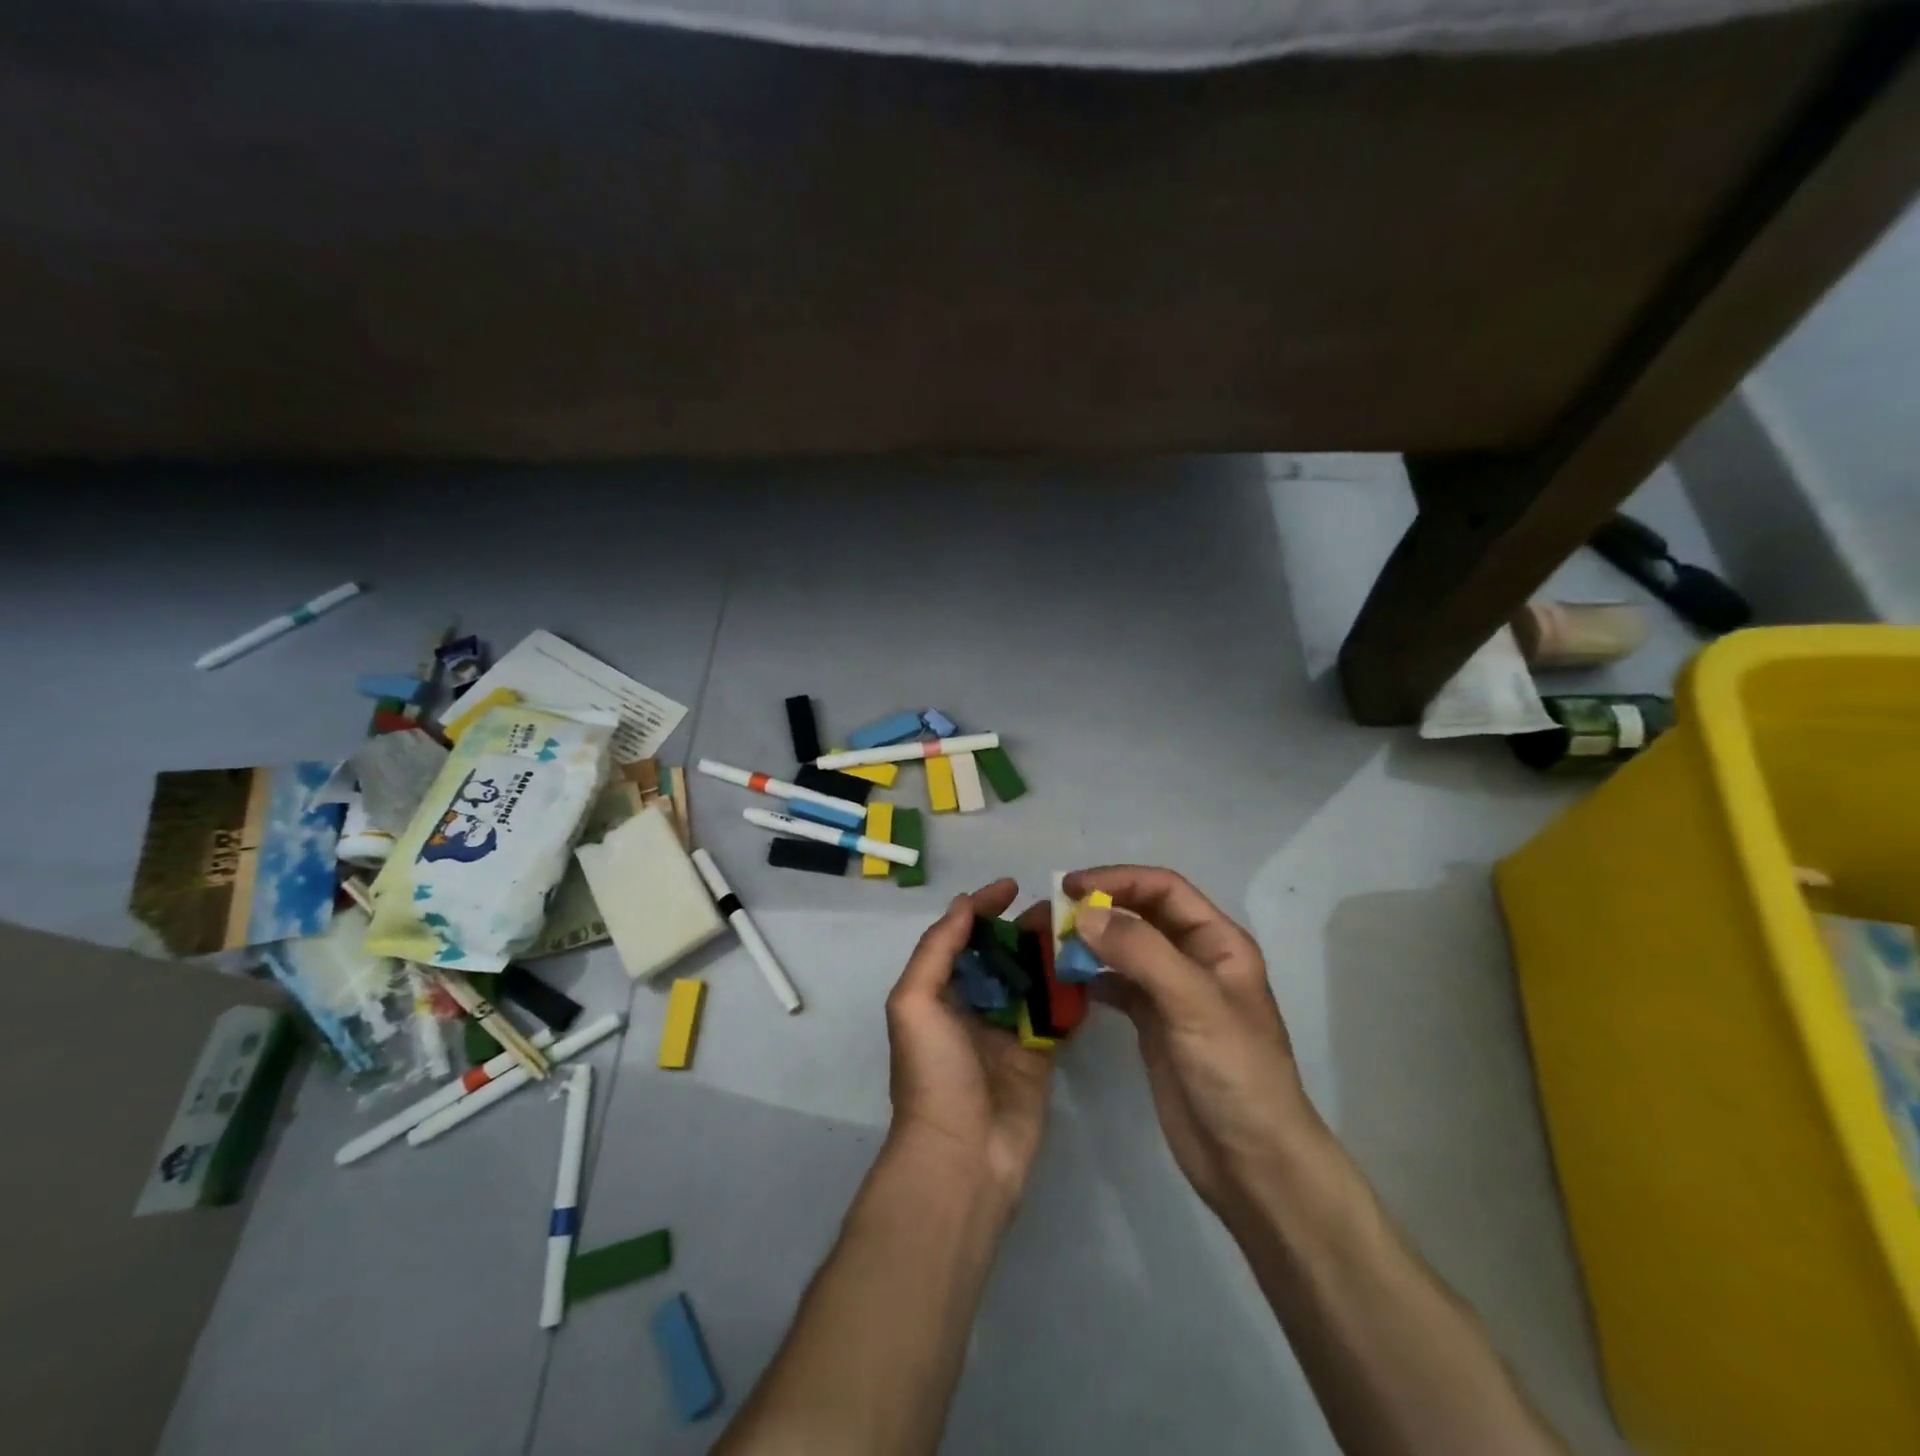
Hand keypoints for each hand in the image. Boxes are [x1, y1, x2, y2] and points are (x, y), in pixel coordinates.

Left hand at [884, 880, 1053, 1206]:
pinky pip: (1055, 1015)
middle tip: (1058, 908)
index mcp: (939, 993)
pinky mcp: (1038, 1056)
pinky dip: (1069, 992)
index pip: (962, 937)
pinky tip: (1089, 967)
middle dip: (1023, 928)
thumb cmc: (933, 1073)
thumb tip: (963, 904)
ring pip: (1031, 981)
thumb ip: (937, 949)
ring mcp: (1007, 1032)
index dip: (983, 908)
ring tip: (1079, 930)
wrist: (963, 1156)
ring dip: (1049, 955)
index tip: (1011, 886)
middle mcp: (972, 1007)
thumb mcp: (914, 1002)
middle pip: (1001, 955)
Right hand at [1068, 866, 1319, 1216]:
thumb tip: (1086, 914)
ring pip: (1123, 949)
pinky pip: (1115, 985)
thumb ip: (1141, 953)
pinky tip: (1062, 981)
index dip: (1117, 881)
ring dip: (1088, 942)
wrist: (1252, 1164)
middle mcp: (1194, 958)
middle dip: (1097, 908)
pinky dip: (1089, 977)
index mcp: (1218, 942)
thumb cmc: (1236, 1074)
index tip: (1069, 889)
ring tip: (1047, 945)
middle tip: (1047, 916)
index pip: (1162, 889)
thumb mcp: (1194, 1004)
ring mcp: (1171, 992)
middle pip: (1139, 914)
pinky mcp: (1152, 1024)